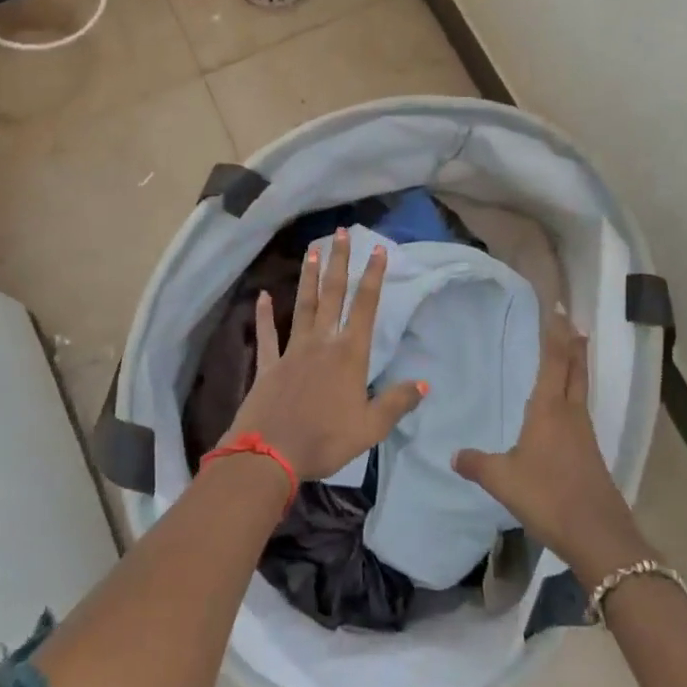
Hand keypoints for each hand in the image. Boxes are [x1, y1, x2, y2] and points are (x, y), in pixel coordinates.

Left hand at [226, 228, 427, 482]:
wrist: (271, 454)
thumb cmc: (326, 439)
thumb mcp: (371, 427)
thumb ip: (398, 402)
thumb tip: (425, 382)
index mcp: (350, 355)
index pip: (366, 307)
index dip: (373, 277)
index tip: (377, 249)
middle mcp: (322, 343)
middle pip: (333, 295)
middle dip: (339, 263)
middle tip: (340, 233)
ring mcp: (292, 351)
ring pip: (304, 306)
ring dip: (309, 278)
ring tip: (312, 251)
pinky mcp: (269, 365)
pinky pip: (268, 335)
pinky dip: (265, 315)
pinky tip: (262, 296)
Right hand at [451, 313, 646, 582]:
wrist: (598, 535)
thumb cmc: (548, 497)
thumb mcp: (503, 480)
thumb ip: (477, 464)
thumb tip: (454, 454)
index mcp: (549, 410)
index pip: (554, 361)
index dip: (556, 334)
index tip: (558, 310)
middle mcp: (571, 414)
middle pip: (575, 370)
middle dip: (572, 344)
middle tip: (571, 322)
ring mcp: (584, 434)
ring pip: (580, 389)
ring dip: (576, 367)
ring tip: (570, 353)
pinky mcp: (590, 454)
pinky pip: (580, 412)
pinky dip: (574, 395)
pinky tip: (564, 409)